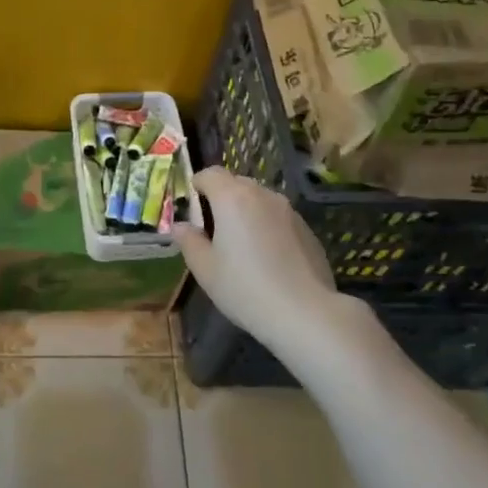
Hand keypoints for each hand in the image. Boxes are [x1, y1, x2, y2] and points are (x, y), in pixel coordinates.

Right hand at [174, 169, 345, 342]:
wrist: (305, 313)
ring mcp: (289, 211)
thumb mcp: (205, 269)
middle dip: (221, 198)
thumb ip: (189, 241)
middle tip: (214, 230)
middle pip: (236, 183)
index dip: (197, 185)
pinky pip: (279, 218)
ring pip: (260, 200)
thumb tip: (180, 226)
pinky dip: (267, 227)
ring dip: (246, 212)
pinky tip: (268, 259)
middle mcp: (262, 195)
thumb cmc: (245, 288)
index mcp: (233, 198)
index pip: (210, 173)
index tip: (192, 208)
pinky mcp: (307, 229)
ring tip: (242, 245)